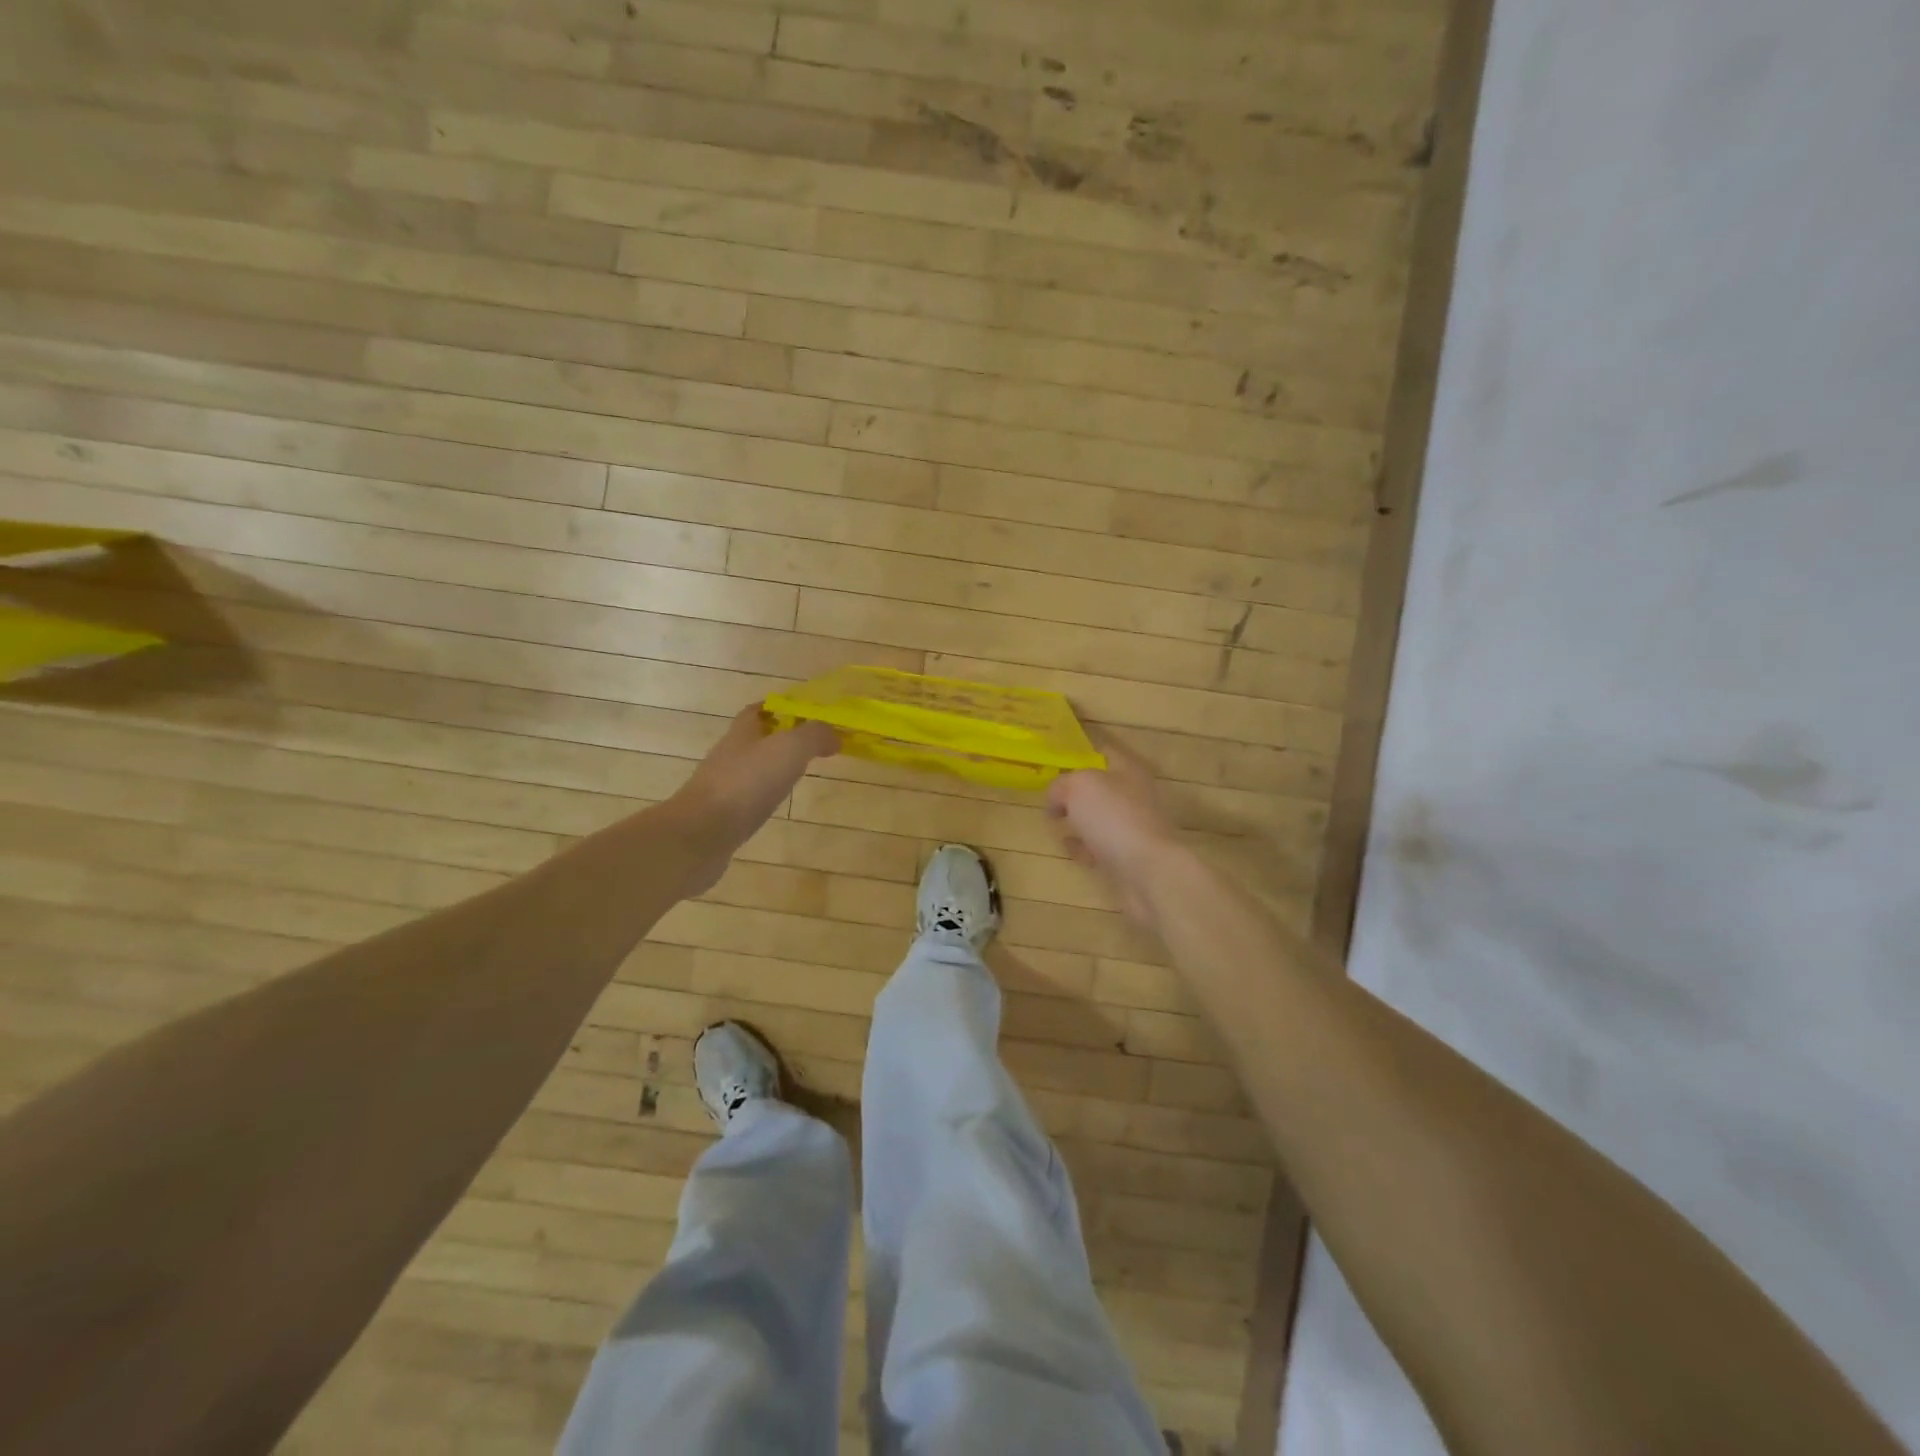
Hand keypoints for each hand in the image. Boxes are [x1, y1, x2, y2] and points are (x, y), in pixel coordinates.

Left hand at [668, 706, 838, 887]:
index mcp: (743, 731)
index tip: (806, 713)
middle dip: (780, 738)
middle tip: (810, 746)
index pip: (758, 709)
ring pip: (752, 768)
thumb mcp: (790, 748)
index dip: (780, 707)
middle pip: (755, 738)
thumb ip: (814, 735)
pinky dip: (764, 795)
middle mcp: (730, 754)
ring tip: (799, 774)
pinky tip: (777, 804)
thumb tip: (834, 735)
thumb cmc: (747, 782)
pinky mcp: (723, 814)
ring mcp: (723, 785)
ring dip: (772, 768)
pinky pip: (748, 796)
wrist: (702, 833)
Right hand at [1046, 738, 1183, 925]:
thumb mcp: (1079, 786)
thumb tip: (1056, 800)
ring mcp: (1133, 828)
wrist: (1148, 871)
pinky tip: (1067, 845)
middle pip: (1102, 787)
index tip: (1058, 756)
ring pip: (1101, 817)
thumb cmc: (1114, 817)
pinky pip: (1100, 846)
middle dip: (1077, 790)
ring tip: (1054, 819)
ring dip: (1080, 818)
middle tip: (1050, 793)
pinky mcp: (1128, 857)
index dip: (1082, 752)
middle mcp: (1135, 796)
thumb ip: (1061, 785)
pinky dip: (1084, 845)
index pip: (1104, 753)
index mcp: (1129, 771)